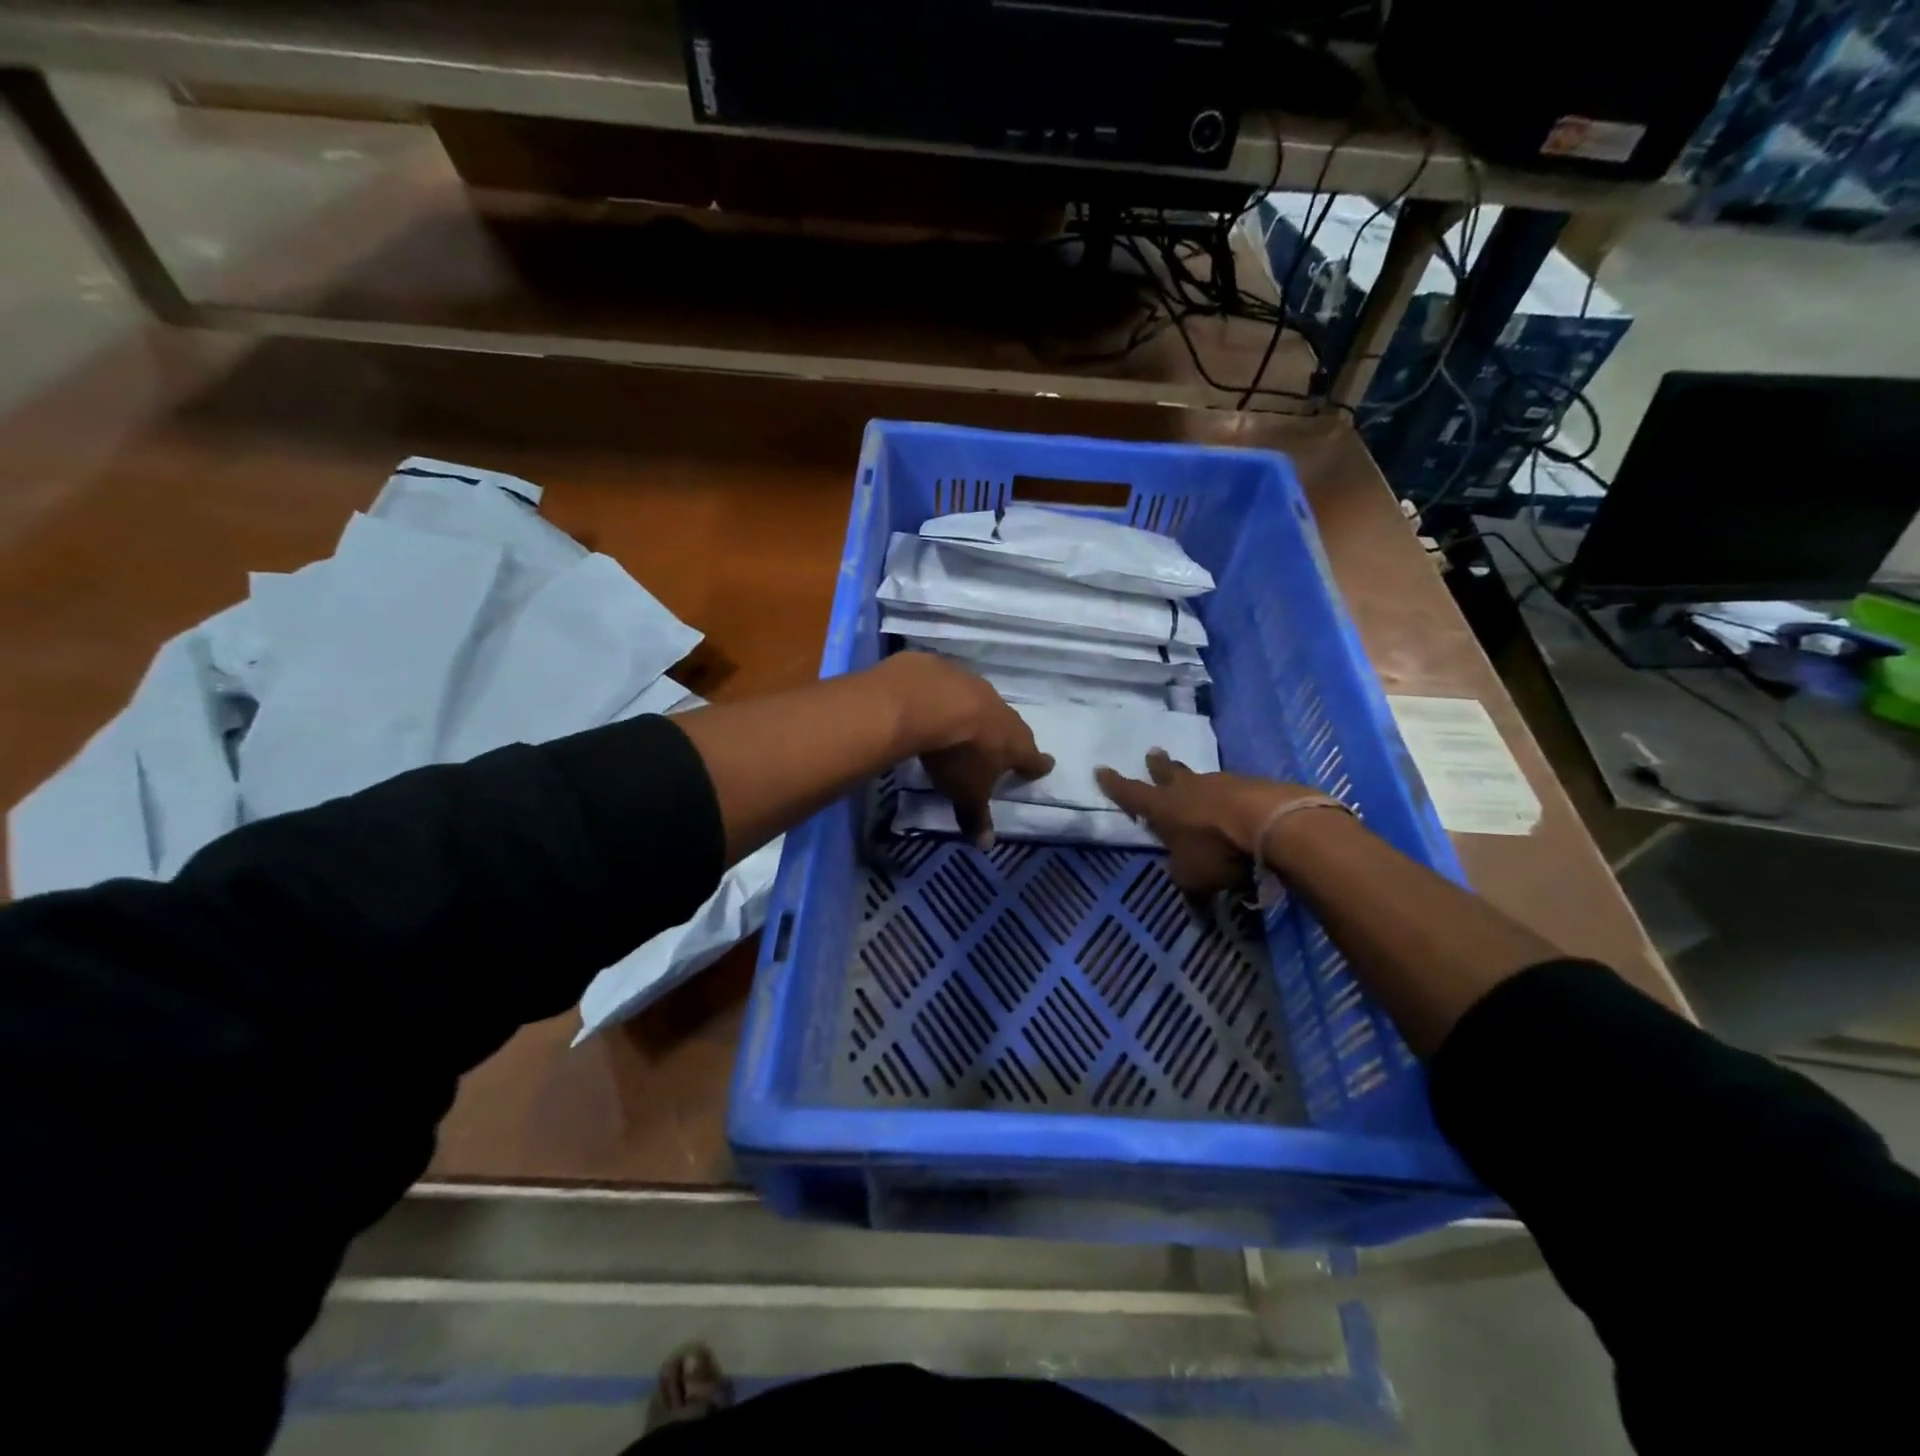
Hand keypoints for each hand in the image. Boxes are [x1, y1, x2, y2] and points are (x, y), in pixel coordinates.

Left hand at [882, 654, 1053, 847]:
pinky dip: (946, 696)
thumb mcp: (966, 792)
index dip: (1037, 766)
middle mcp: (1003, 712)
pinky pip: (951, 686)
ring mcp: (976, 687)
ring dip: (977, 714)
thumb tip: (986, 846)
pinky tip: (933, 702)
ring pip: (982, 703)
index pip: (1034, 758)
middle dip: (1008, 738)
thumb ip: (976, 816)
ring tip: (966, 724)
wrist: (929, 701)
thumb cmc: (959, 755)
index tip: (1043, 766)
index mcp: (1016, 744)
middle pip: (1012, 727)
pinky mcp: (947, 670)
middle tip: (1003, 746)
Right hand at [1095, 751, 1325, 895]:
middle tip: (1153, 753)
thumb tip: (1184, 883)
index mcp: (1163, 808)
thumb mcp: (1193, 877)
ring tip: (1195, 782)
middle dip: (1157, 765)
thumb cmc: (1218, 849)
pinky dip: (1229, 795)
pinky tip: (1235, 801)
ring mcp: (1221, 783)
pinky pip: (1232, 788)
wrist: (1272, 822)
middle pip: (1168, 773)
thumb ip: (1184, 878)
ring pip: (1201, 779)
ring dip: (1195, 781)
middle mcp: (1188, 789)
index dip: (1114, 784)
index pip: (1131, 794)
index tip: (1101, 769)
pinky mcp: (1253, 785)